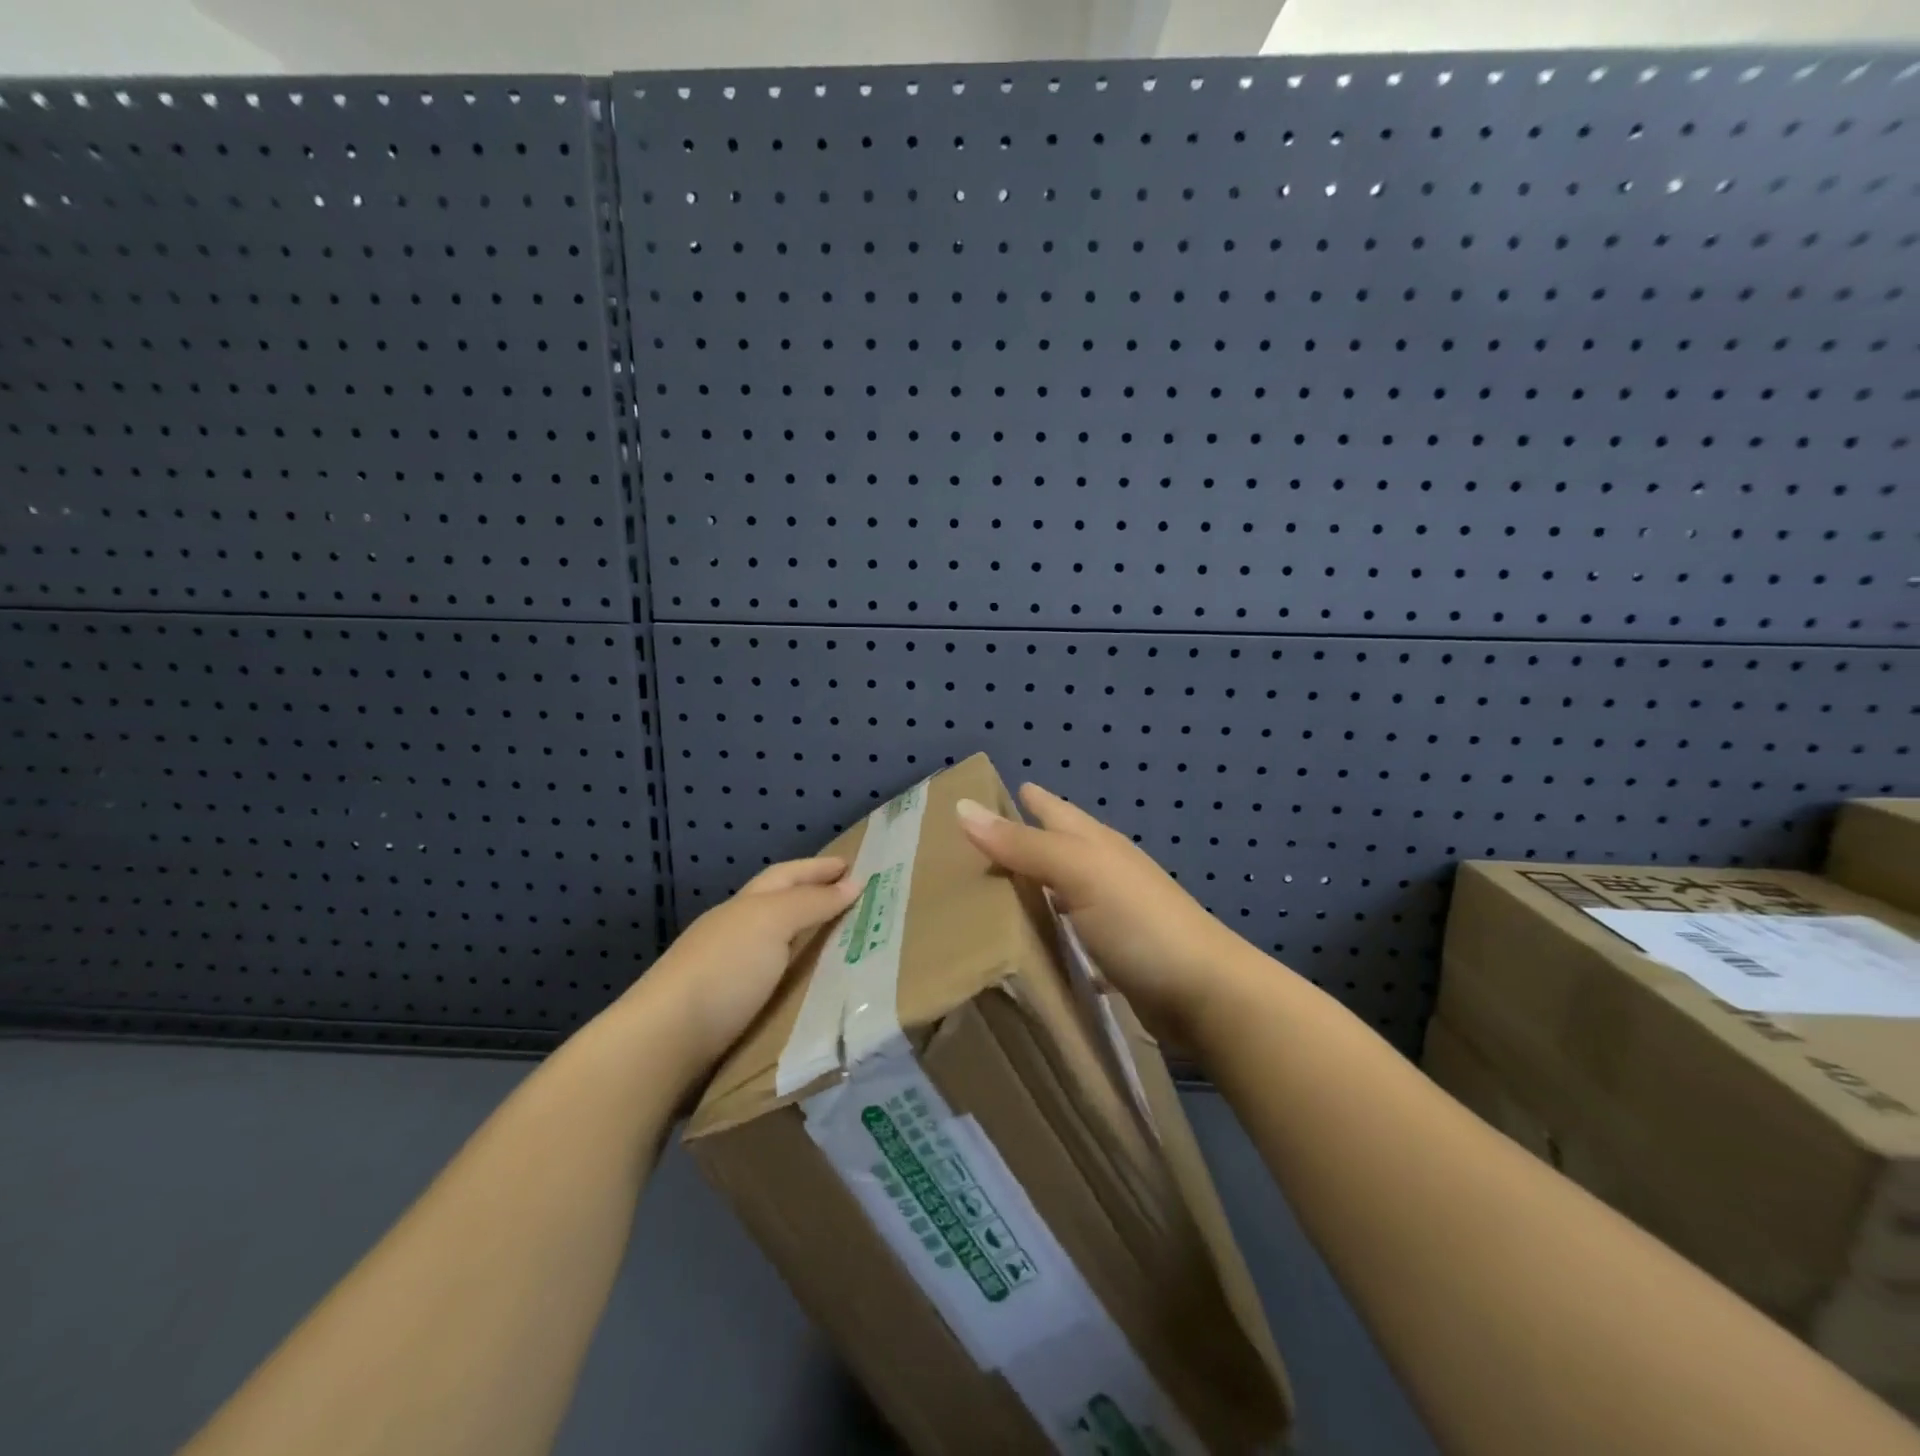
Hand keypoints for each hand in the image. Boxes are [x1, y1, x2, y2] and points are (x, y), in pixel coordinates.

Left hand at [627, 857, 861, 1081]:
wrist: (664, 1042)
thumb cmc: (723, 970)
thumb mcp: (771, 923)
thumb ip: (811, 903)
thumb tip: (852, 884)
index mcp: (744, 906)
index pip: (786, 876)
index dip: (817, 868)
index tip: (853, 866)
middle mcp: (735, 933)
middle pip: (780, 908)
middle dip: (814, 900)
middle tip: (857, 903)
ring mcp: (730, 973)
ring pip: (779, 947)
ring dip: (810, 941)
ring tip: (848, 946)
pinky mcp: (732, 1012)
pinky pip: (778, 983)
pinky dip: (800, 977)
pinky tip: (816, 988)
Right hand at [956, 784, 1254, 1040]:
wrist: (1202, 994)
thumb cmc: (1139, 921)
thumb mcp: (1079, 872)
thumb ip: (1023, 845)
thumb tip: (962, 807)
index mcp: (1096, 844)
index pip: (1052, 810)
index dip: (1024, 800)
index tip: (981, 796)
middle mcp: (1103, 872)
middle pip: (1055, 848)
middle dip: (1019, 843)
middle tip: (967, 848)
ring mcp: (1111, 914)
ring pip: (1060, 891)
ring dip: (1030, 888)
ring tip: (986, 895)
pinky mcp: (1113, 955)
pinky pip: (1068, 934)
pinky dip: (1047, 932)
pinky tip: (1026, 945)